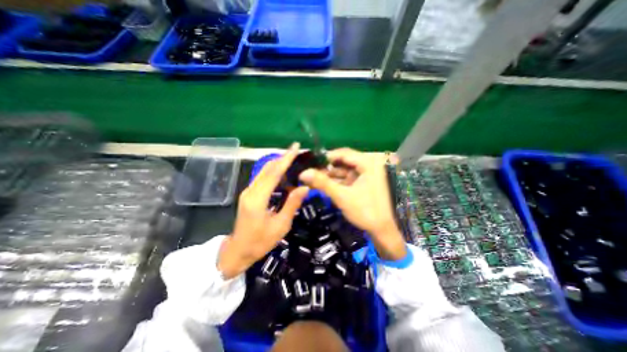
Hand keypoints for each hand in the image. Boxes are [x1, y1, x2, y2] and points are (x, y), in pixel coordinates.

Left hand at [218, 141, 309, 276]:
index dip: (286, 159)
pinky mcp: (249, 194)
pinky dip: (274, 171)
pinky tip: (284, 172)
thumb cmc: (260, 242)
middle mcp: (251, 191)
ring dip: (278, 163)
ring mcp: (248, 191)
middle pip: (268, 168)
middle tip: (297, 150)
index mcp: (258, 199)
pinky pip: (263, 177)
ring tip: (293, 159)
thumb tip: (305, 187)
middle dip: (283, 157)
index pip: (274, 173)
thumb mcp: (280, 226)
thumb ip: (292, 204)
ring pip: (264, 171)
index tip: (296, 147)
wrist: (238, 251)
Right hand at [298, 149, 407, 260]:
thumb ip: (322, 183)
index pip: (344, 153)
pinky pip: (347, 178)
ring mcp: (366, 175)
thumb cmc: (365, 211)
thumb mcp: (342, 196)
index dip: (326, 157)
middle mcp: (368, 165)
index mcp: (368, 163)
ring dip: (330, 175)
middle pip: (343, 162)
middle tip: (310, 172)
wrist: (382, 230)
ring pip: (344, 171)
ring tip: (313, 179)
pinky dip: (336, 182)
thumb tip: (303, 173)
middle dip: (327, 168)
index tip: (311, 162)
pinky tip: (323, 185)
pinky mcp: (363, 183)